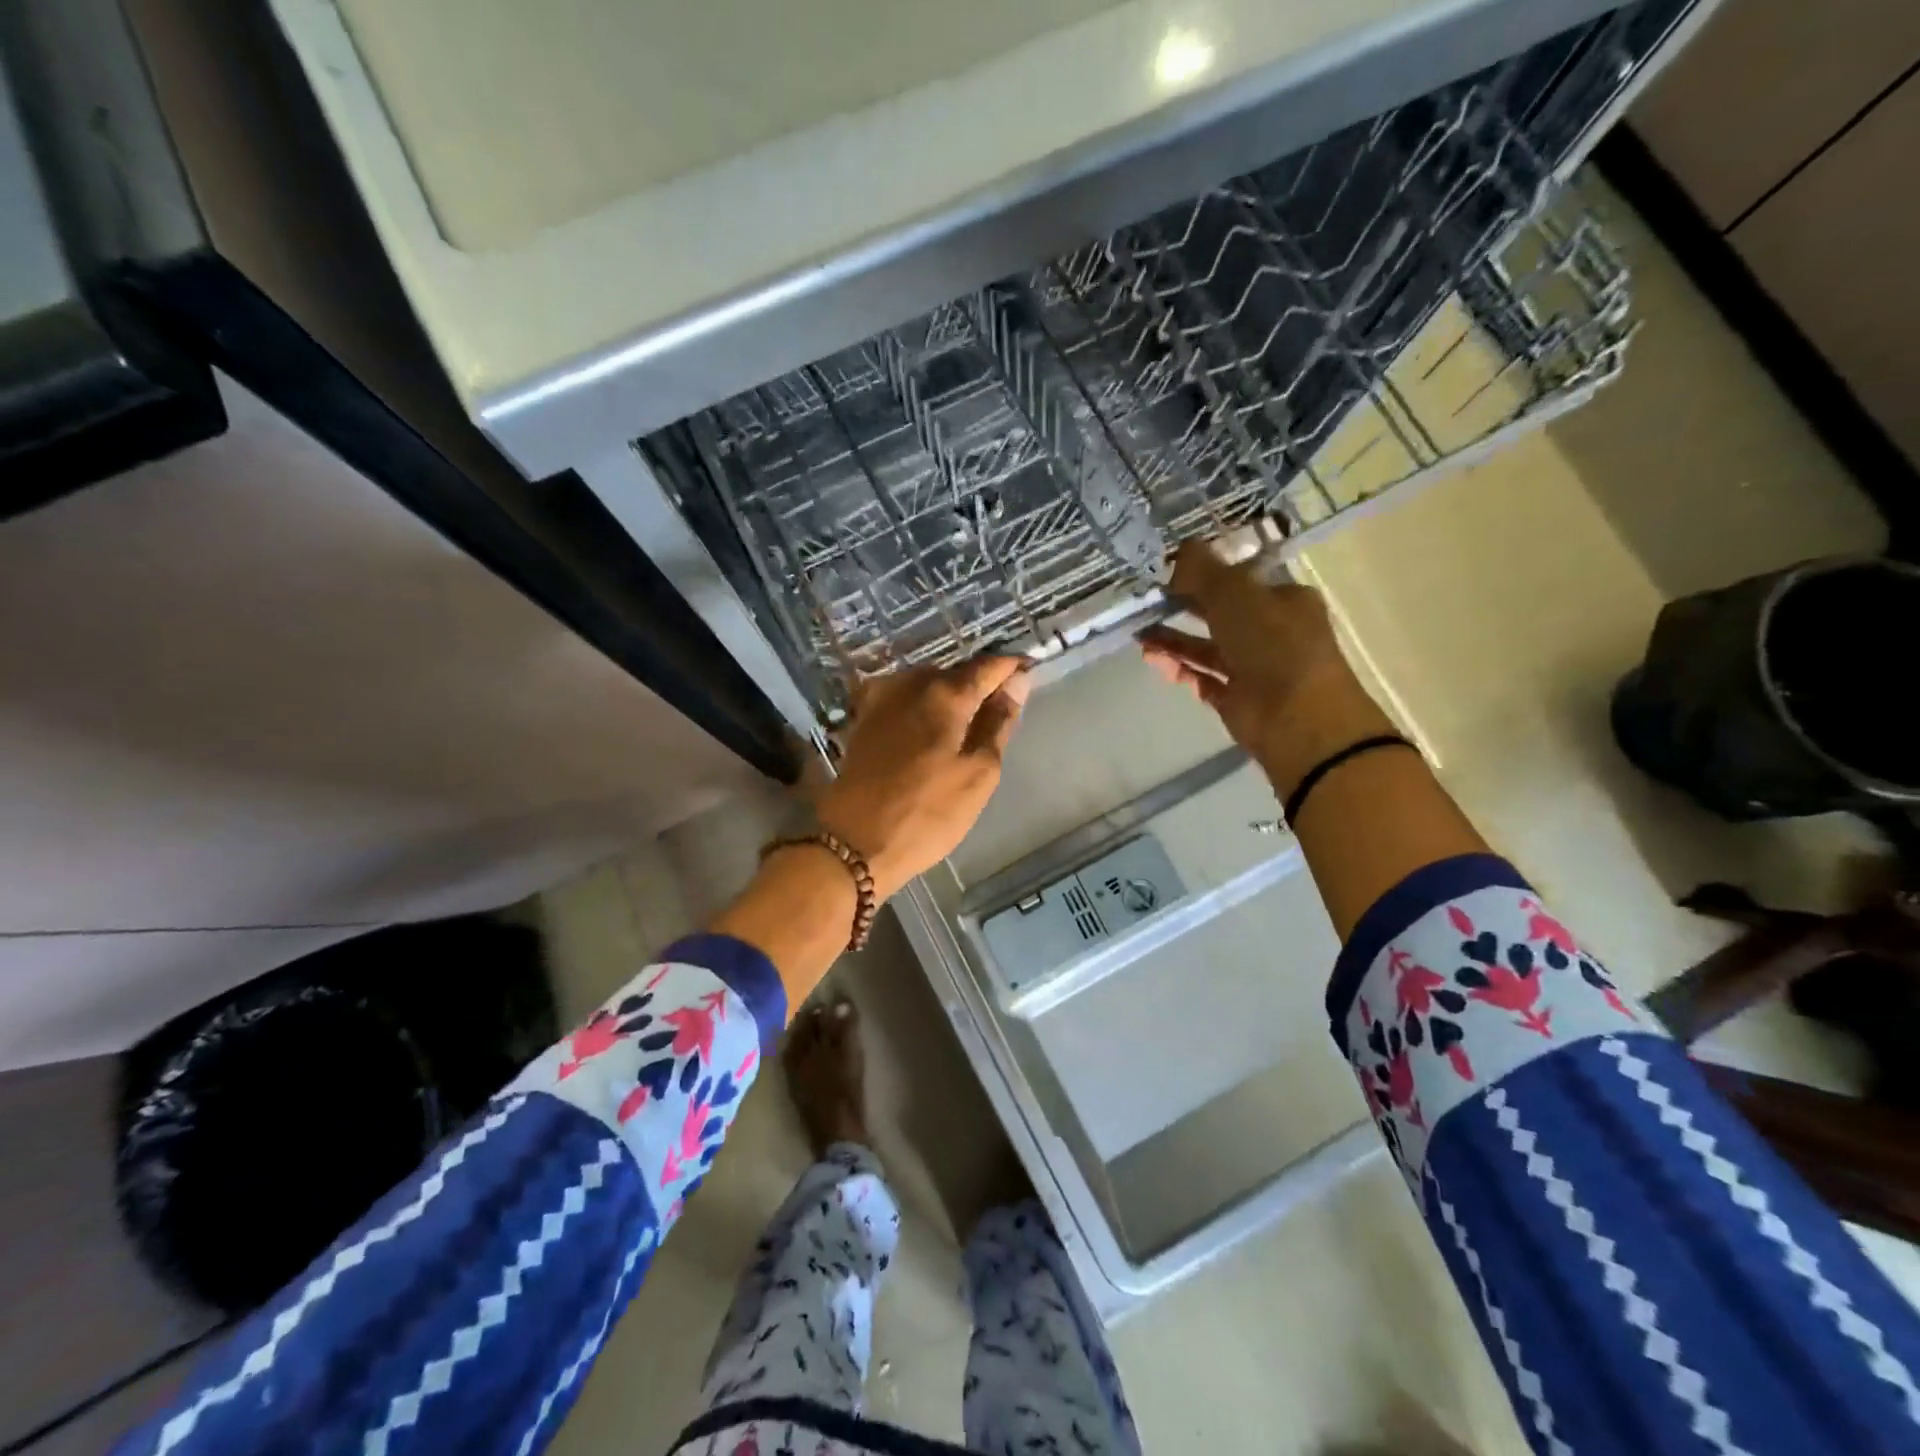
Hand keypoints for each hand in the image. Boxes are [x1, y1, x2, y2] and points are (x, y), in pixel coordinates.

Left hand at [814, 658, 1031, 898]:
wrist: (853, 842)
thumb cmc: (927, 813)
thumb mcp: (978, 773)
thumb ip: (998, 723)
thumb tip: (1016, 683)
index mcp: (944, 694)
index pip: (987, 666)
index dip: (1011, 668)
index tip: (1028, 674)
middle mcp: (909, 684)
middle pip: (954, 672)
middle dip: (979, 684)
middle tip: (998, 712)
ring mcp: (880, 699)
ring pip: (926, 684)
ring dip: (949, 696)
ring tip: (965, 726)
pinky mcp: (862, 719)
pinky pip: (903, 699)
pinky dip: (922, 707)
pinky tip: (928, 730)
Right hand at [1140, 542, 1392, 794]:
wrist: (1298, 718)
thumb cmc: (1274, 644)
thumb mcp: (1236, 594)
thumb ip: (1203, 571)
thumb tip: (1177, 552)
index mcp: (1283, 600)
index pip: (1240, 580)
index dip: (1205, 573)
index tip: (1167, 572)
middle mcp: (1271, 631)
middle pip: (1219, 614)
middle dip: (1183, 608)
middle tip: (1146, 603)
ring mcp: (1254, 668)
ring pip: (1207, 648)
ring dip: (1174, 640)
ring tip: (1140, 635)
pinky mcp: (1237, 700)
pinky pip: (1203, 679)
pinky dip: (1180, 670)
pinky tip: (1154, 661)